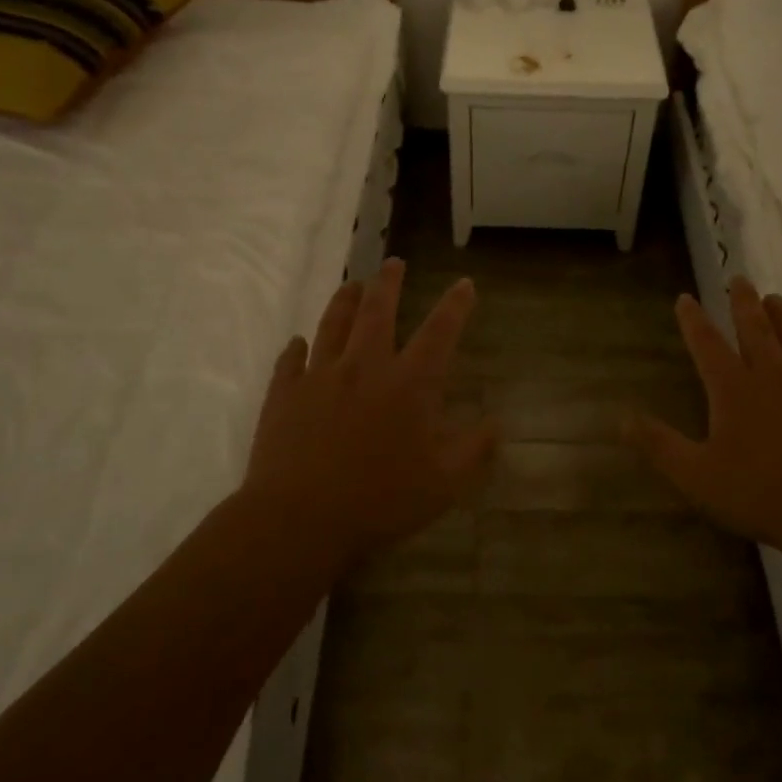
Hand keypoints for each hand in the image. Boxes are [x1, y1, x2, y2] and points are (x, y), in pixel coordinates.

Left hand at [243, 258, 497, 567]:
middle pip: (378, 311)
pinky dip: (296, 348)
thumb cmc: (380, 500)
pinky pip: (290, 361)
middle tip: (393, 262)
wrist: (299, 519)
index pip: (440, 332)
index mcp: (409, 384)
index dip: (456, 305)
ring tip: (352, 285)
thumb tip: (497, 423)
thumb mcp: (443, 483)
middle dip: (389, 283)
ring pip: (333, 325)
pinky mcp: (284, 395)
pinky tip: (298, 342)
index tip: (465, 284)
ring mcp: (320, 377)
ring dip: (344, 301)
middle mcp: (365, 366)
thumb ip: (473, 449)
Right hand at [623, 277, 781, 550]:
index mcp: (735, 390)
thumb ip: (659, 445)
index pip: (708, 345)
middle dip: (745, 304)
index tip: (686, 298)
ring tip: (778, 300)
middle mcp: (775, 378)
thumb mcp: (695, 475)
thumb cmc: (758, 494)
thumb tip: (622, 419)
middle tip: (740, 279)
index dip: (693, 320)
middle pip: (757, 331)